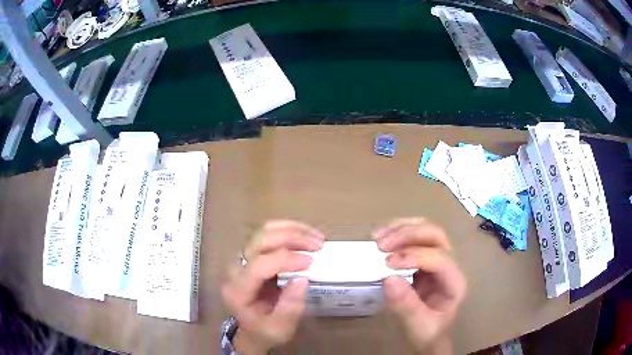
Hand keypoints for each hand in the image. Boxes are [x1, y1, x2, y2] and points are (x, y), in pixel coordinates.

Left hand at [222, 220, 324, 354]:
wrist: (252, 330)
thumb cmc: (265, 331)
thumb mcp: (280, 329)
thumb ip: (290, 307)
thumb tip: (302, 279)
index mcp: (238, 291)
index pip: (258, 265)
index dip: (285, 259)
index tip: (311, 262)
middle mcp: (236, 269)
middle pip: (259, 241)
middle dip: (291, 237)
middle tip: (318, 244)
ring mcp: (242, 259)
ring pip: (264, 231)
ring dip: (292, 230)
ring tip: (316, 237)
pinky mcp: (252, 255)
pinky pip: (269, 234)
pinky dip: (289, 231)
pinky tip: (306, 235)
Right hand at [374, 218, 466, 353]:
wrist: (429, 334)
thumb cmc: (428, 331)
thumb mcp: (418, 325)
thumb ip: (406, 305)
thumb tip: (388, 279)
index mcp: (454, 281)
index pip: (440, 258)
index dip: (415, 256)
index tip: (388, 263)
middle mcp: (450, 264)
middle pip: (435, 235)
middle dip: (408, 235)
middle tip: (381, 244)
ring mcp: (437, 259)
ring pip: (425, 229)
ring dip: (401, 229)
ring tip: (377, 237)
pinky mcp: (423, 259)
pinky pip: (413, 237)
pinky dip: (397, 232)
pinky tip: (381, 237)